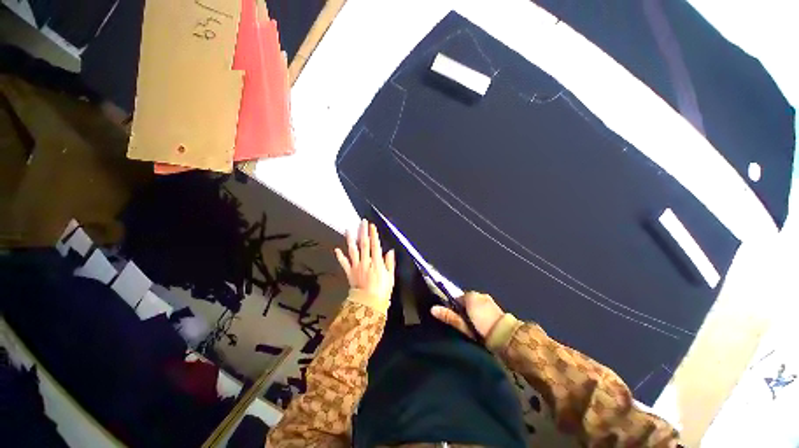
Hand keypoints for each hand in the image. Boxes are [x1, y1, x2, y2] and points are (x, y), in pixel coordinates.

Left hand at [334, 219, 395, 299]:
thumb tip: (390, 251)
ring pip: (353, 250)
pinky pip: (344, 263)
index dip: (373, 234)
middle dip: (363, 232)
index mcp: (377, 263)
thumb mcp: (390, 277)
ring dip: (351, 239)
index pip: (375, 245)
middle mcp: (366, 262)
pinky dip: (340, 256)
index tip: (372, 226)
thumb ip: (390, 263)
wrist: (368, 304)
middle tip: (362, 222)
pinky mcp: (350, 273)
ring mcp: (356, 267)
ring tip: (348, 230)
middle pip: (364, 244)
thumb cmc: (382, 291)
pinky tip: (337, 249)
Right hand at [431, 292, 504, 339]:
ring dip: (472, 312)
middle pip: (467, 300)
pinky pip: (484, 308)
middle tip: (461, 322)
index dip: (452, 305)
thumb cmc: (481, 327)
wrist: (507, 337)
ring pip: (476, 305)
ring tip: (471, 325)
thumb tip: (433, 309)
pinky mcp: (497, 309)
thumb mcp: (463, 323)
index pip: (457, 297)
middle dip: (463, 309)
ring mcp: (490, 301)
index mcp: (471, 295)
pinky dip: (480, 314)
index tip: (451, 315)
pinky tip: (481, 325)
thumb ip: (449, 315)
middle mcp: (481, 295)